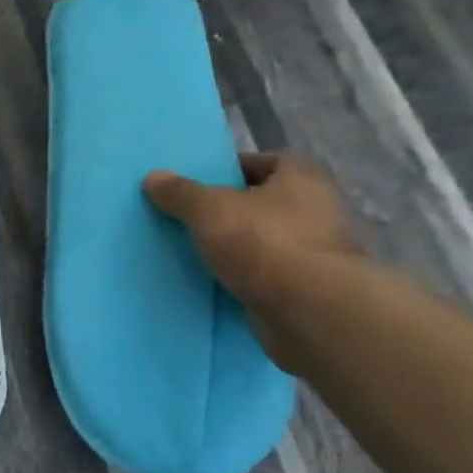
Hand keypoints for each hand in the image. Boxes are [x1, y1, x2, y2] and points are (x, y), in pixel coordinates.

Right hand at [143, 152, 360, 371]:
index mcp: (302, 179)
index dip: (239, 167)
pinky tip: (215, 281)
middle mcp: (318, 211)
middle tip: (194, 215)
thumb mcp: (208, 209)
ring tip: (198, 249)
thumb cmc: (263, 242)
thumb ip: (180, 192)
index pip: (272, 161)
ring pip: (268, 240)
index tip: (207, 180)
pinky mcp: (309, 290)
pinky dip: (246, 277)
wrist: (309, 312)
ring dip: (240, 245)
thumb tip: (154, 177)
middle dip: (234, 209)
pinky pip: (269, 275)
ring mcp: (317, 254)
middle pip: (268, 202)